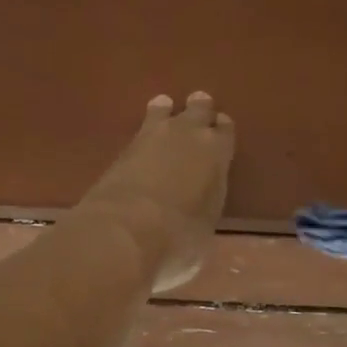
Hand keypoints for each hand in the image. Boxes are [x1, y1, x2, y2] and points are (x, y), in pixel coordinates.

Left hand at [74, 92, 234, 292]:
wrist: (125, 232)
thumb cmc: (179, 239)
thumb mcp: (204, 231)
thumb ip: (204, 210)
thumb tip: (195, 213)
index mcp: (217, 153)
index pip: (225, 130)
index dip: (222, 130)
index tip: (220, 129)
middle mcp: (188, 135)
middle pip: (197, 110)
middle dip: (199, 110)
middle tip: (197, 107)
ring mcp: (152, 137)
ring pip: (164, 111)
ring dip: (166, 111)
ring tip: (165, 108)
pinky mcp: (122, 148)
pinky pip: (140, 129)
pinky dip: (144, 131)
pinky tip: (142, 136)